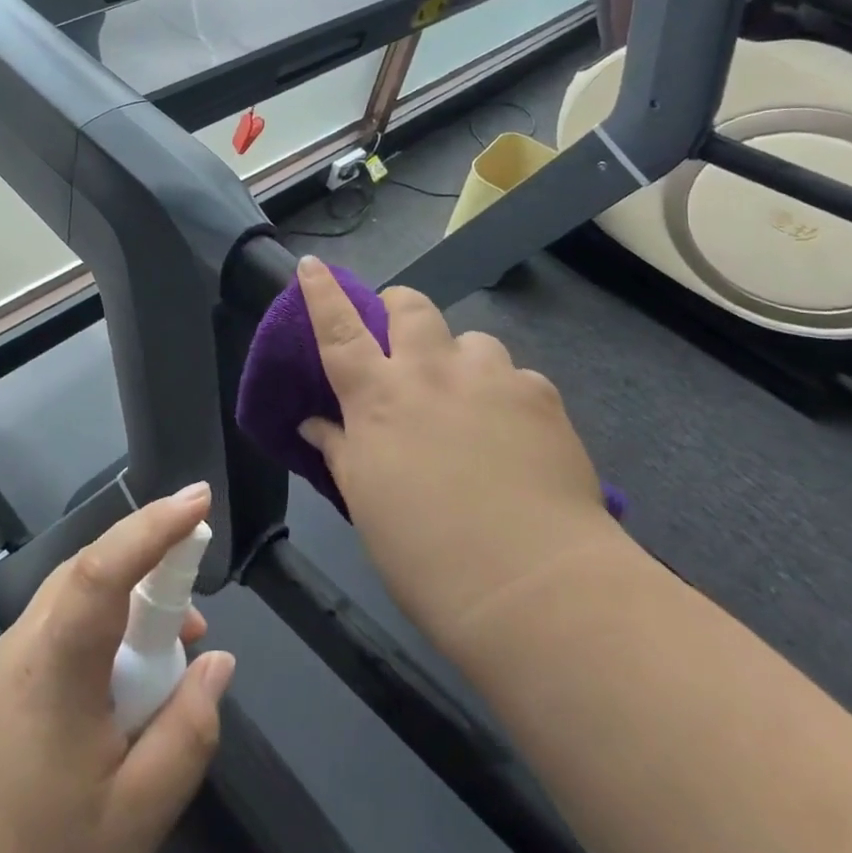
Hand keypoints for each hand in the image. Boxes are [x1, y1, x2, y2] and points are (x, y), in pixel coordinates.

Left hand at [0, 486, 234, 852]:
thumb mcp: (131, 823)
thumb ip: (186, 735)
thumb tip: (218, 663)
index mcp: (55, 665)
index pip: (106, 565)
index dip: (155, 525)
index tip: (200, 499)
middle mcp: (20, 645)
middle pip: (88, 573)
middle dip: (148, 568)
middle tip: (195, 612)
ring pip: (69, 606)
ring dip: (122, 611)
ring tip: (163, 663)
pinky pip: (51, 638)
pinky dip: (94, 640)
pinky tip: (110, 699)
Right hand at [294, 254, 624, 654]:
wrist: (533, 588)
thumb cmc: (426, 555)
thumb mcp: (367, 503)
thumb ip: (341, 451)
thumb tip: (315, 423)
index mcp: (378, 398)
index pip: (338, 329)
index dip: (321, 293)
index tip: (311, 264)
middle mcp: (430, 372)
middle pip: (411, 306)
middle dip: (400, 307)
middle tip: (404, 338)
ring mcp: (489, 378)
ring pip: (472, 339)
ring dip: (462, 360)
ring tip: (472, 401)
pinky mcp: (540, 395)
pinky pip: (517, 377)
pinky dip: (507, 396)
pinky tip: (517, 437)